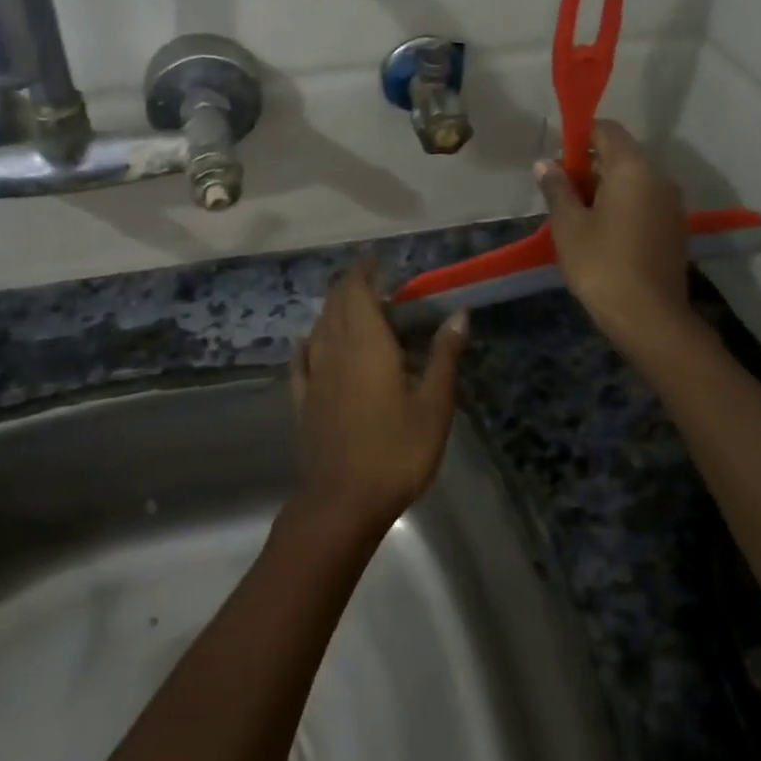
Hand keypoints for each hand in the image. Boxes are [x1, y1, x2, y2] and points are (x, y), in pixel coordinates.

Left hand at [289, 259, 467, 530]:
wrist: (342, 501)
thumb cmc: (396, 450)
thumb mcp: (433, 405)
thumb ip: (443, 355)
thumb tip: (459, 312)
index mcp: (366, 343)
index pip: (358, 291)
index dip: (364, 271)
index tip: (376, 259)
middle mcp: (334, 349)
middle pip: (336, 304)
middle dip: (350, 285)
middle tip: (372, 281)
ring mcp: (314, 375)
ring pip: (319, 328)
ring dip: (333, 310)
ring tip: (352, 308)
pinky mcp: (303, 400)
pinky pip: (302, 360)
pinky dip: (308, 343)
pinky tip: (307, 342)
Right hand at [535, 119, 696, 355]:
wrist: (648, 317)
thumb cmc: (601, 264)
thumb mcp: (568, 225)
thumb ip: (557, 188)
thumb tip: (547, 163)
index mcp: (632, 169)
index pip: (607, 130)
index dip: (579, 136)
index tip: (557, 158)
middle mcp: (658, 179)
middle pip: (621, 156)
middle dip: (588, 166)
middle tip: (558, 191)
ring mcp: (671, 206)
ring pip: (632, 182)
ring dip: (604, 189)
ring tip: (575, 215)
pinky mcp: (674, 230)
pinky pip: (643, 204)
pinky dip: (621, 207)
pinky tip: (599, 233)